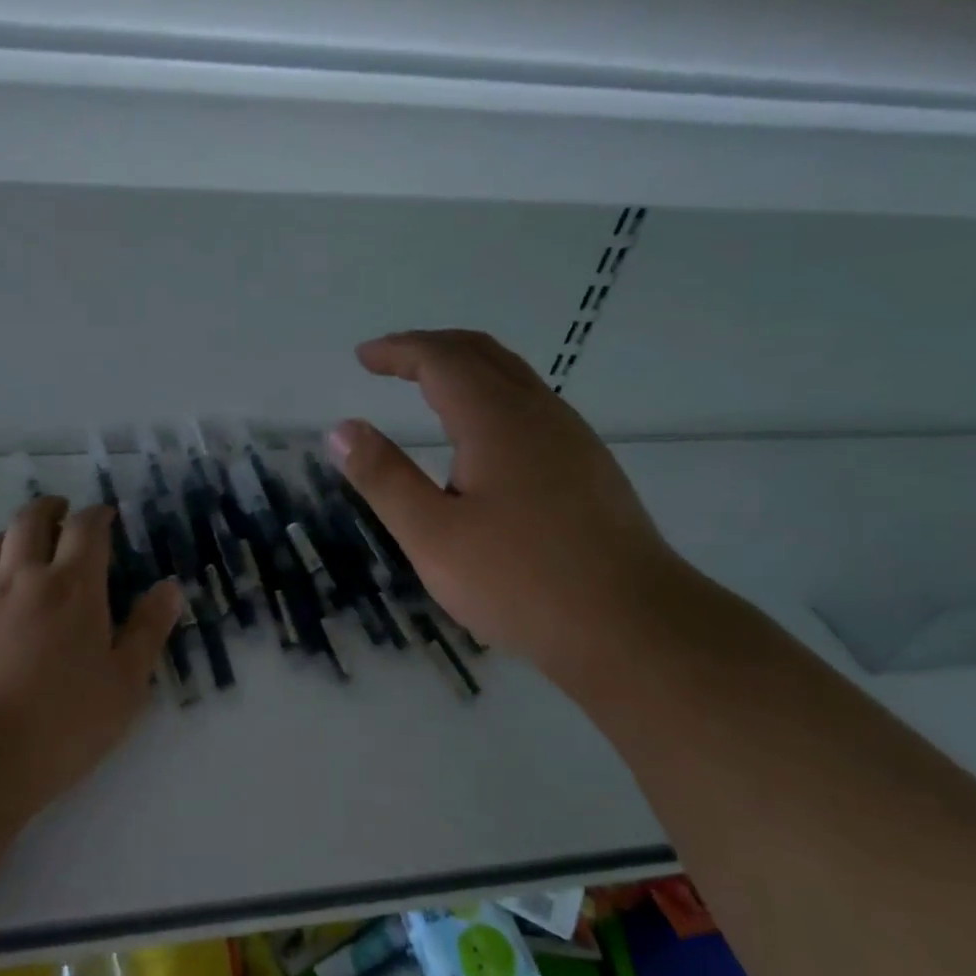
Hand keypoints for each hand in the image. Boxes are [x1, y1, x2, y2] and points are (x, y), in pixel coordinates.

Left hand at [0, 496, 182, 809]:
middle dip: (50, 509)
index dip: (98, 515)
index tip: (106, 515)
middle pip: (31, 521)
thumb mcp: (124, 685)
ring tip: (21, 547)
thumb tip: (170, 587)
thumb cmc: (60, 725)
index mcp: (72, 587)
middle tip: (61, 512)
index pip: (87, 529)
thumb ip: (147, 631)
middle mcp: (21, 576)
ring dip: (11, 536)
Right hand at [328, 329, 685, 685]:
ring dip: (464, 369)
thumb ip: (384, 478)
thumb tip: (342, 429)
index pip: (441, 359)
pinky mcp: (589, 467)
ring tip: (428, 388)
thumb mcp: (432, 535)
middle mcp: (539, 413)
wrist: (633, 627)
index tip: (363, 357)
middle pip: (481, 353)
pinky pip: (531, 406)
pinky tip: (481, 438)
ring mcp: (572, 438)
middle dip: (431, 348)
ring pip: (512, 377)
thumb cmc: (521, 581)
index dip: (398, 351)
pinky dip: (490, 396)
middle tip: (390, 361)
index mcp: (497, 419)